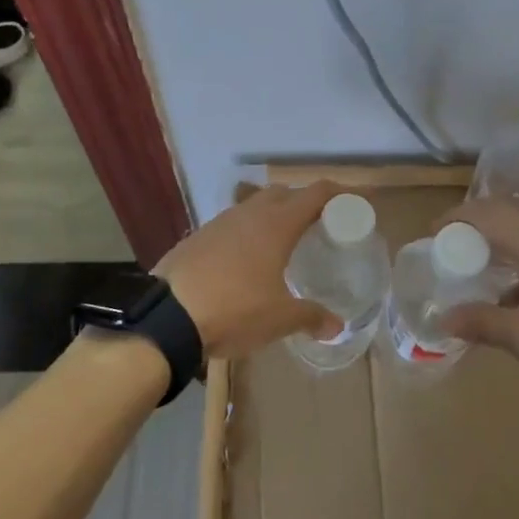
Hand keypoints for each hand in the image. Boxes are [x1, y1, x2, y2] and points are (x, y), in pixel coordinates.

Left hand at [154, 182, 344, 358]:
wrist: (167, 314)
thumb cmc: (234, 309)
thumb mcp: (279, 318)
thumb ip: (311, 317)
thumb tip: (337, 326)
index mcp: (277, 223)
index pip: (315, 193)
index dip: (337, 193)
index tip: (351, 202)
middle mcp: (250, 213)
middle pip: (284, 193)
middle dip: (304, 202)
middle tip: (319, 225)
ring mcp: (221, 221)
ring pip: (255, 205)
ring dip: (273, 214)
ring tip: (283, 242)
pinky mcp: (199, 235)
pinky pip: (233, 223)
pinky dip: (248, 231)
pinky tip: (247, 258)